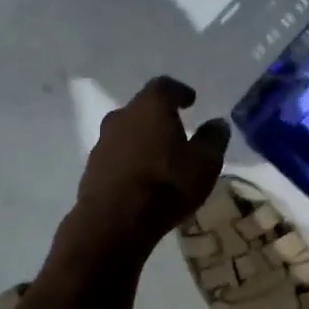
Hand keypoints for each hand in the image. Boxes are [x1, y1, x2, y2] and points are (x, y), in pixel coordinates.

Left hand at [65, 77, 230, 262]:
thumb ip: (212, 139)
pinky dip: (130, 162)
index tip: (190, 100)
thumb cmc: (167, 185)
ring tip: (159, 158)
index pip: (165, 86)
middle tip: (175, 131)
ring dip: (142, 141)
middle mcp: (121, 116)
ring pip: (126, 133)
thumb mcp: (204, 163)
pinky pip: (116, 157)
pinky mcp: (91, 169)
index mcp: (150, 106)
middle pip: (141, 109)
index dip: (179, 92)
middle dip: (158, 118)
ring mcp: (102, 143)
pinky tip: (141, 179)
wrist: (114, 221)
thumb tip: (217, 124)